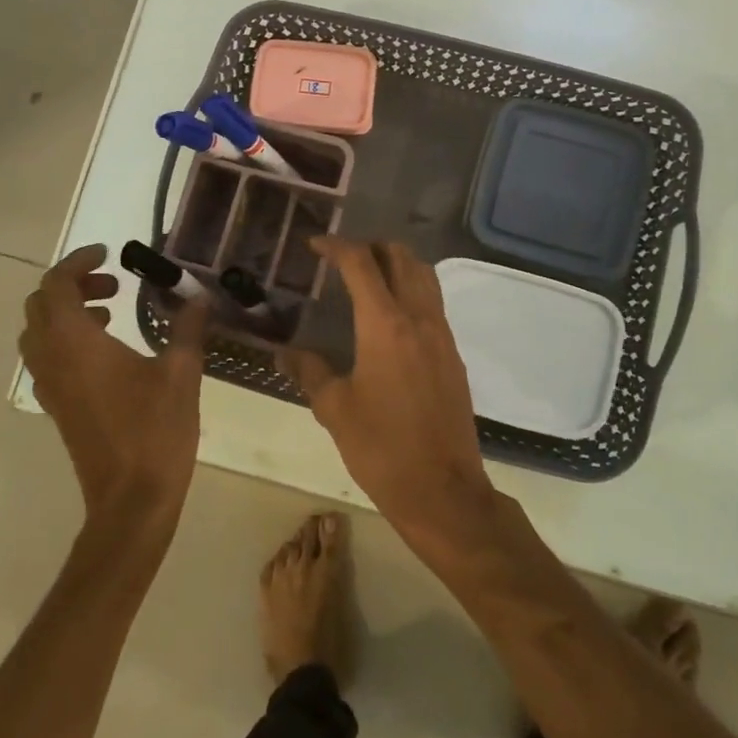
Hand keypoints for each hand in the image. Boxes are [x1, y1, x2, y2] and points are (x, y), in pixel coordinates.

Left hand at [20, 244, 209, 530]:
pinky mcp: (57, 407)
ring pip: (38, 332)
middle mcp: (52, 359)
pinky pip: (47, 357)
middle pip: (40, 305)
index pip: (56, 285)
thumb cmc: (155, 430)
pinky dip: (67, 339)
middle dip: (72, 285)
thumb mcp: (181, 373)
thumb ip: (186, 328)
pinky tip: (109, 351)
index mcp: (76, 343)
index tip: (110, 255)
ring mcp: (49, 386)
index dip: (79, 263)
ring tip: (112, 313)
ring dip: (67, 312)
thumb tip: (198, 297)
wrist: (131, 500)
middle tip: (114, 285)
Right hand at [282, 239, 492, 529]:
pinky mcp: (454, 356)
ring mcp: (442, 335)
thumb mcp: (335, 410)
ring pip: (424, 277)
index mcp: (385, 325)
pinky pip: (434, 304)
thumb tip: (284, 354)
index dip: (336, 247)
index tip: (316, 246)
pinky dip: (413, 291)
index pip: (361, 264)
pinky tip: (391, 319)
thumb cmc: (382, 449)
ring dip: (397, 265)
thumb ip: (309, 372)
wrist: (444, 491)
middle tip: (344, 260)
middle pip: (402, 258)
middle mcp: (419, 318)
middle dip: (372, 248)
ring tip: (369, 280)